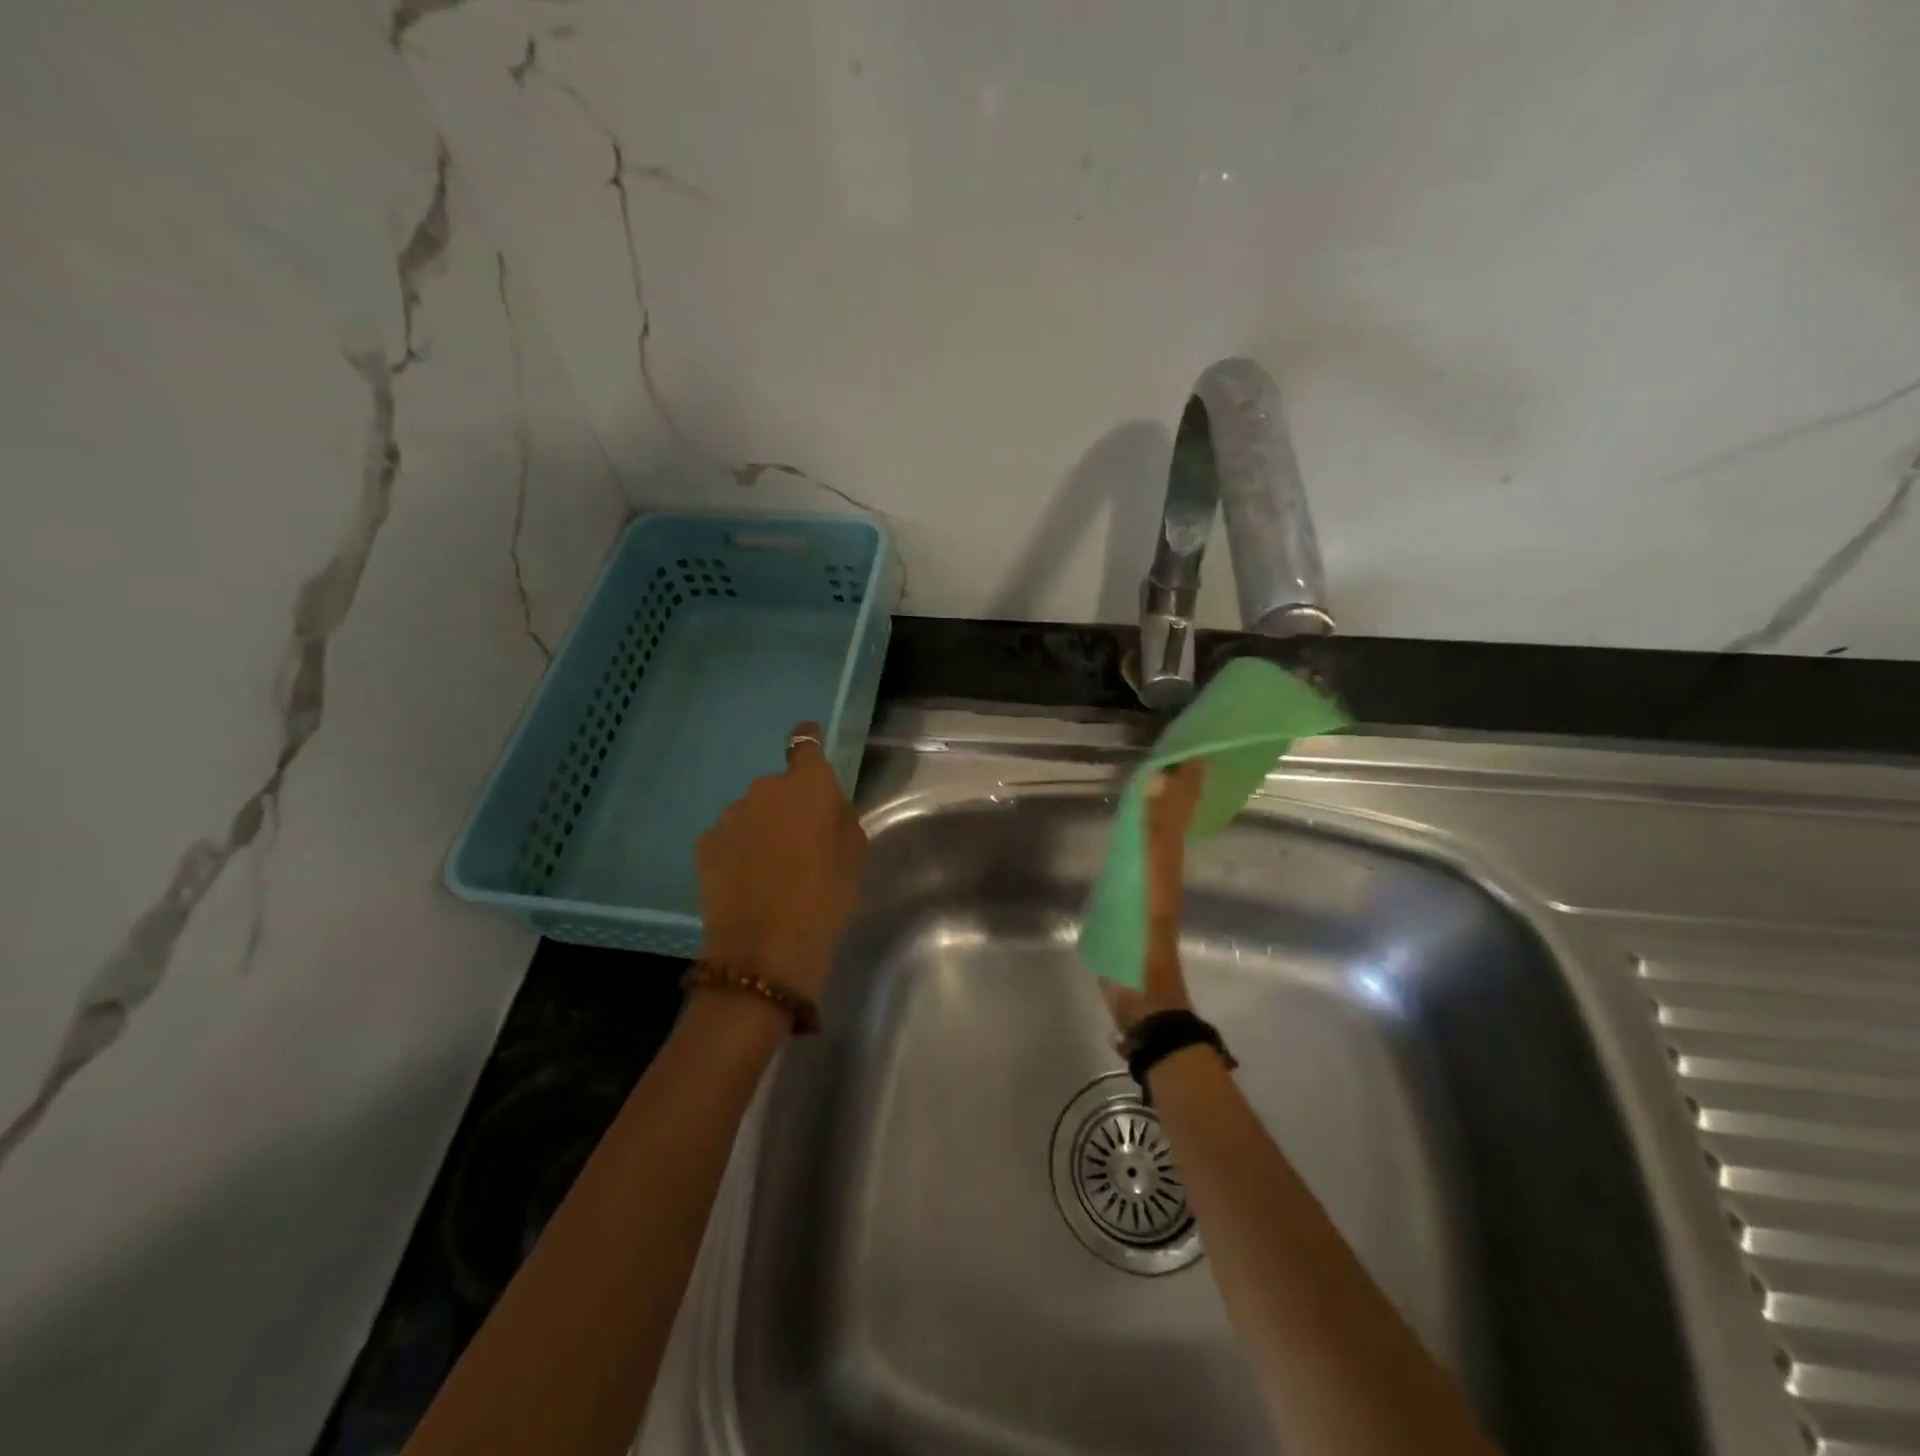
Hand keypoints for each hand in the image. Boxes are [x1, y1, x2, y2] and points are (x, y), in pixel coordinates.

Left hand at [695, 722, 868, 998]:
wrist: (766, 948)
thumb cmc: (825, 896)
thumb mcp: (854, 854)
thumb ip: (839, 818)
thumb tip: (824, 808)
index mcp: (807, 786)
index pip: (805, 745)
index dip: (807, 740)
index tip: (807, 738)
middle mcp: (764, 789)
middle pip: (779, 788)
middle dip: (788, 806)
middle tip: (801, 844)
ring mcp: (730, 816)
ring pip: (752, 814)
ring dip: (761, 830)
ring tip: (772, 870)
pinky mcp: (706, 844)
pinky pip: (730, 838)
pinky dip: (739, 851)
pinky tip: (747, 882)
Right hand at [1104, 759, 1205, 1031]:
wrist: (1142, 994)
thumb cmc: (1140, 938)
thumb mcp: (1147, 882)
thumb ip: (1152, 831)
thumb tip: (1160, 779)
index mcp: (1168, 853)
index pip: (1180, 804)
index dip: (1187, 775)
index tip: (1192, 743)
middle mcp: (1165, 860)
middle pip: (1175, 813)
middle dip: (1178, 783)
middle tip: (1174, 750)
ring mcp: (1153, 878)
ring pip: (1163, 829)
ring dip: (1164, 802)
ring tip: (1159, 774)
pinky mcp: (1139, 893)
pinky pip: (1147, 846)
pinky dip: (1148, 826)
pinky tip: (1139, 823)